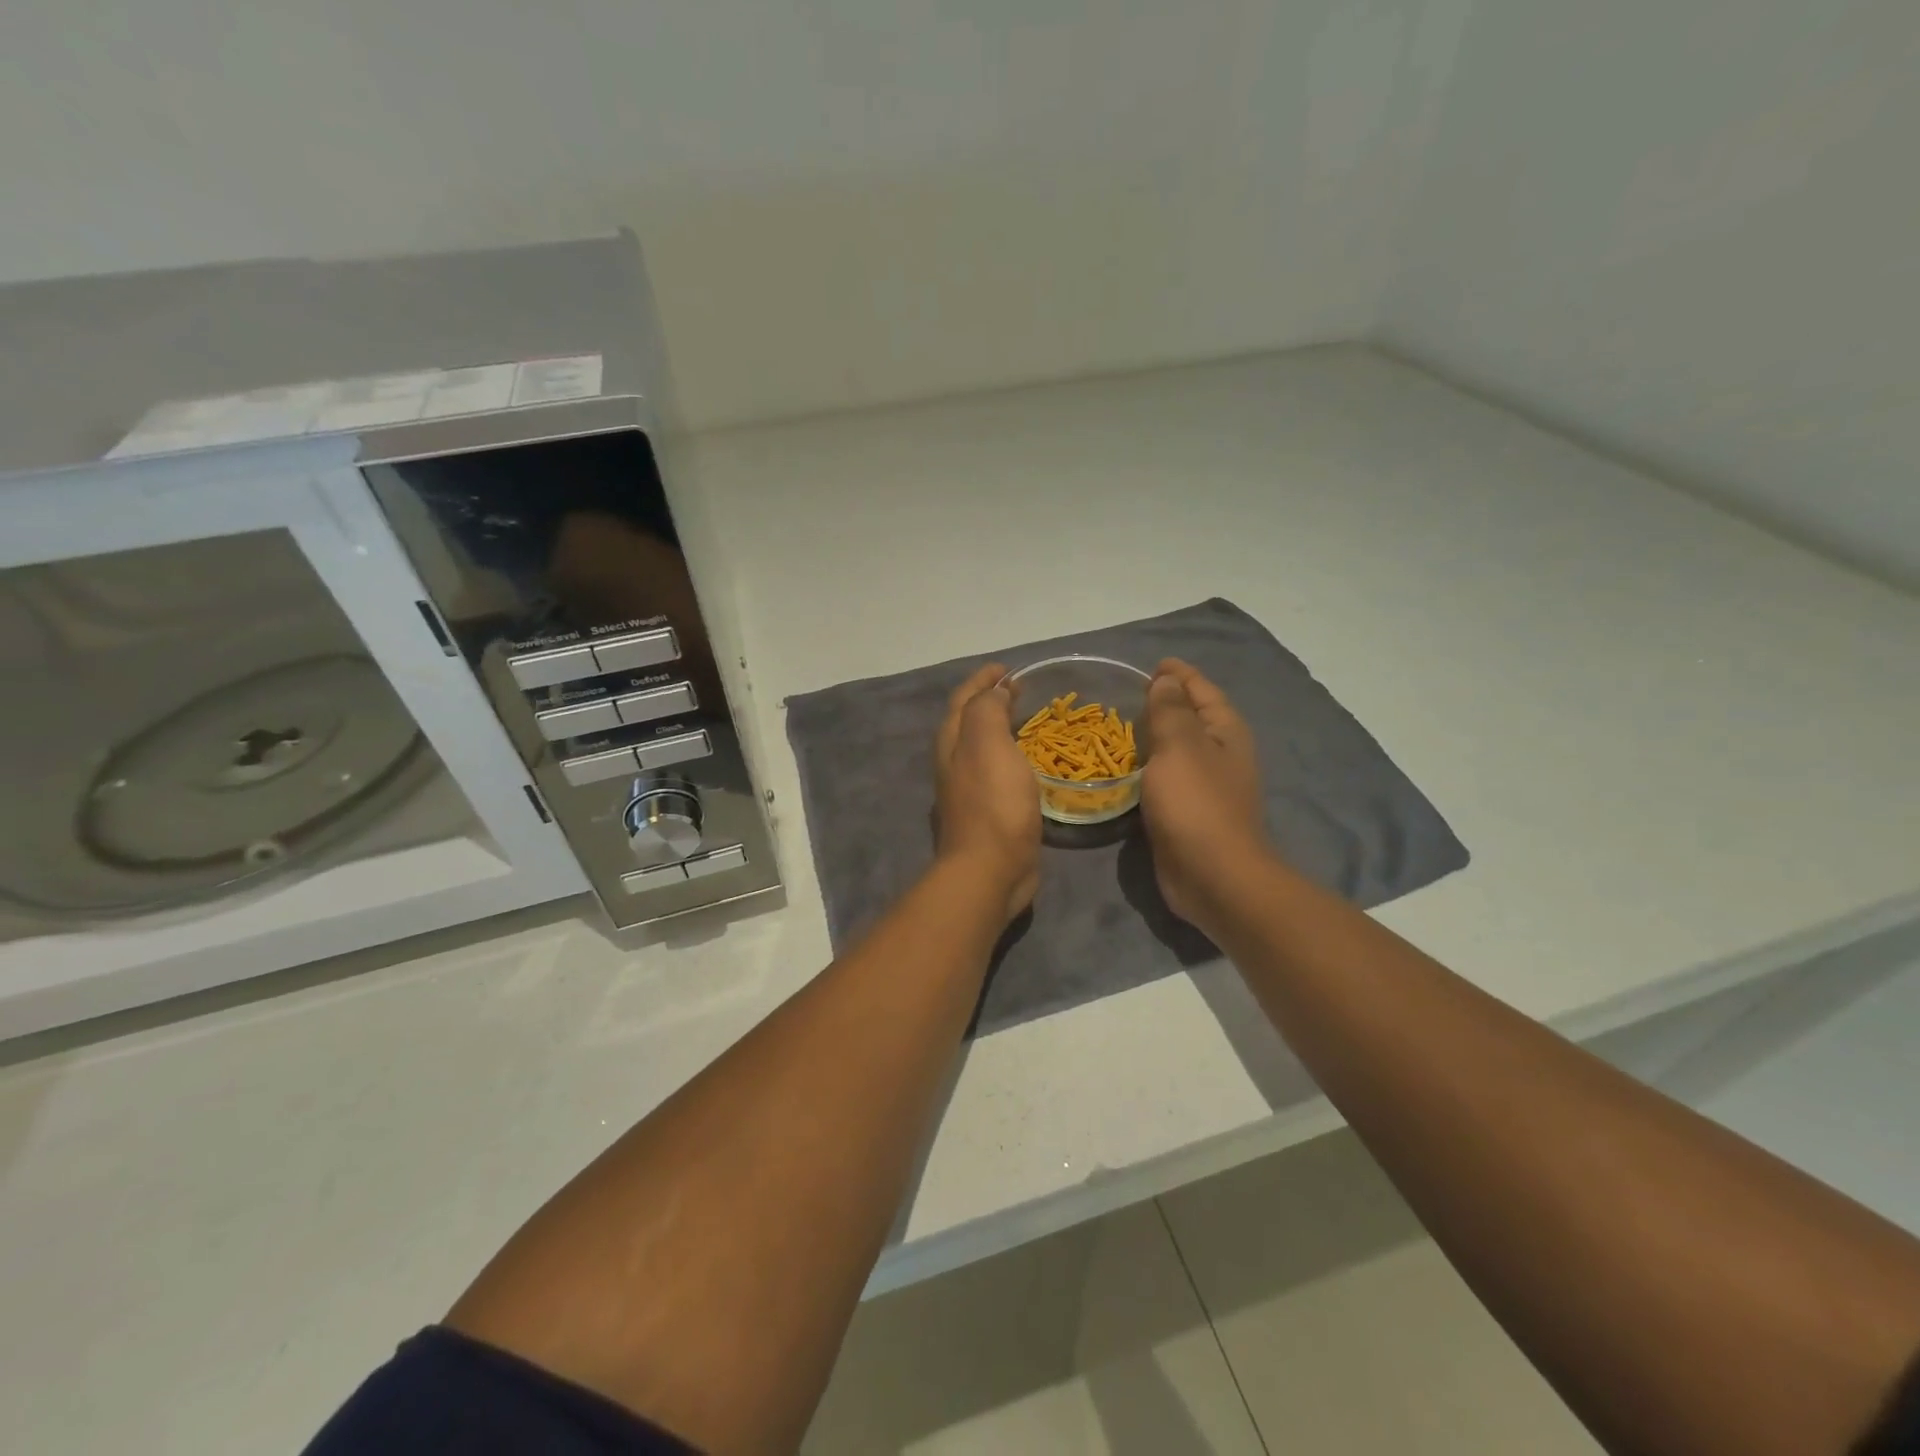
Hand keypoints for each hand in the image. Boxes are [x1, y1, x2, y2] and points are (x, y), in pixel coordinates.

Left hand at [934, 663, 1041, 923]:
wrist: (989, 870)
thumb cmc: (993, 802)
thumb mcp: (988, 743)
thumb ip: (988, 711)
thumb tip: (993, 694)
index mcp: (953, 742)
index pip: (964, 699)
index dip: (983, 680)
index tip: (1007, 669)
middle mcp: (954, 762)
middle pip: (968, 721)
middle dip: (989, 701)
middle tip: (1019, 691)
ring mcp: (968, 790)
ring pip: (981, 747)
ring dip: (999, 728)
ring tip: (1026, 721)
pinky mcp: (987, 813)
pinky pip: (997, 772)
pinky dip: (1010, 757)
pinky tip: (1028, 763)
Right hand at [1141, 659, 1270, 933]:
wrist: (1212, 876)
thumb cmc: (1196, 804)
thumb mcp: (1180, 746)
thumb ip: (1170, 709)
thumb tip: (1167, 680)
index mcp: (1225, 731)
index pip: (1201, 689)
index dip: (1178, 673)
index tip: (1151, 664)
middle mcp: (1220, 753)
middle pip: (1191, 717)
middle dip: (1163, 702)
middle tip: (1125, 695)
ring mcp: (1205, 785)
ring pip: (1176, 749)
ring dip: (1152, 736)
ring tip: (1117, 726)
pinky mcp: (1188, 812)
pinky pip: (1165, 777)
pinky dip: (1147, 766)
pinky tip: (1123, 768)